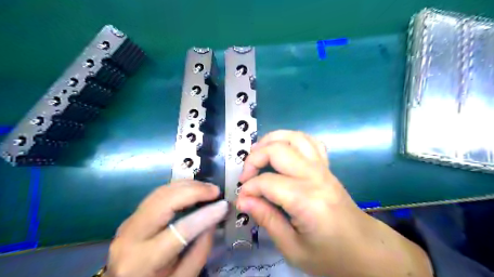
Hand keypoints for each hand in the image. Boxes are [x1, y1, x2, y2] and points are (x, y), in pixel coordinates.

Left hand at [105, 180, 227, 275]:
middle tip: (215, 191)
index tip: (224, 205)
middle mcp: (130, 236)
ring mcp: (128, 222)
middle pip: (165, 202)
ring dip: (187, 186)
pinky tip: (193, 189)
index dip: (205, 215)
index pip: (179, 231)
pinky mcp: (133, 215)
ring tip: (208, 189)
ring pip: (161, 192)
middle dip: (194, 191)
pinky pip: (158, 194)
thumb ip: (201, 249)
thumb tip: (214, 218)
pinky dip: (178, 187)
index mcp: (142, 261)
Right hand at [235, 130, 433, 276]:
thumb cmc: (331, 255)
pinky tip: (282, 150)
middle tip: (245, 175)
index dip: (249, 189)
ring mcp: (323, 168)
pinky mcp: (327, 167)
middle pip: (278, 150)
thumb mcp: (293, 248)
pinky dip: (292, 139)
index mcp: (307, 200)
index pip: (267, 182)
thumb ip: (267, 219)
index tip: (242, 200)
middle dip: (254, 158)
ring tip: (257, 152)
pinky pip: (310, 141)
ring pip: (294, 137)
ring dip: (271, 140)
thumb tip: (243, 200)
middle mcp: (315, 177)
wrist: (366, 249)